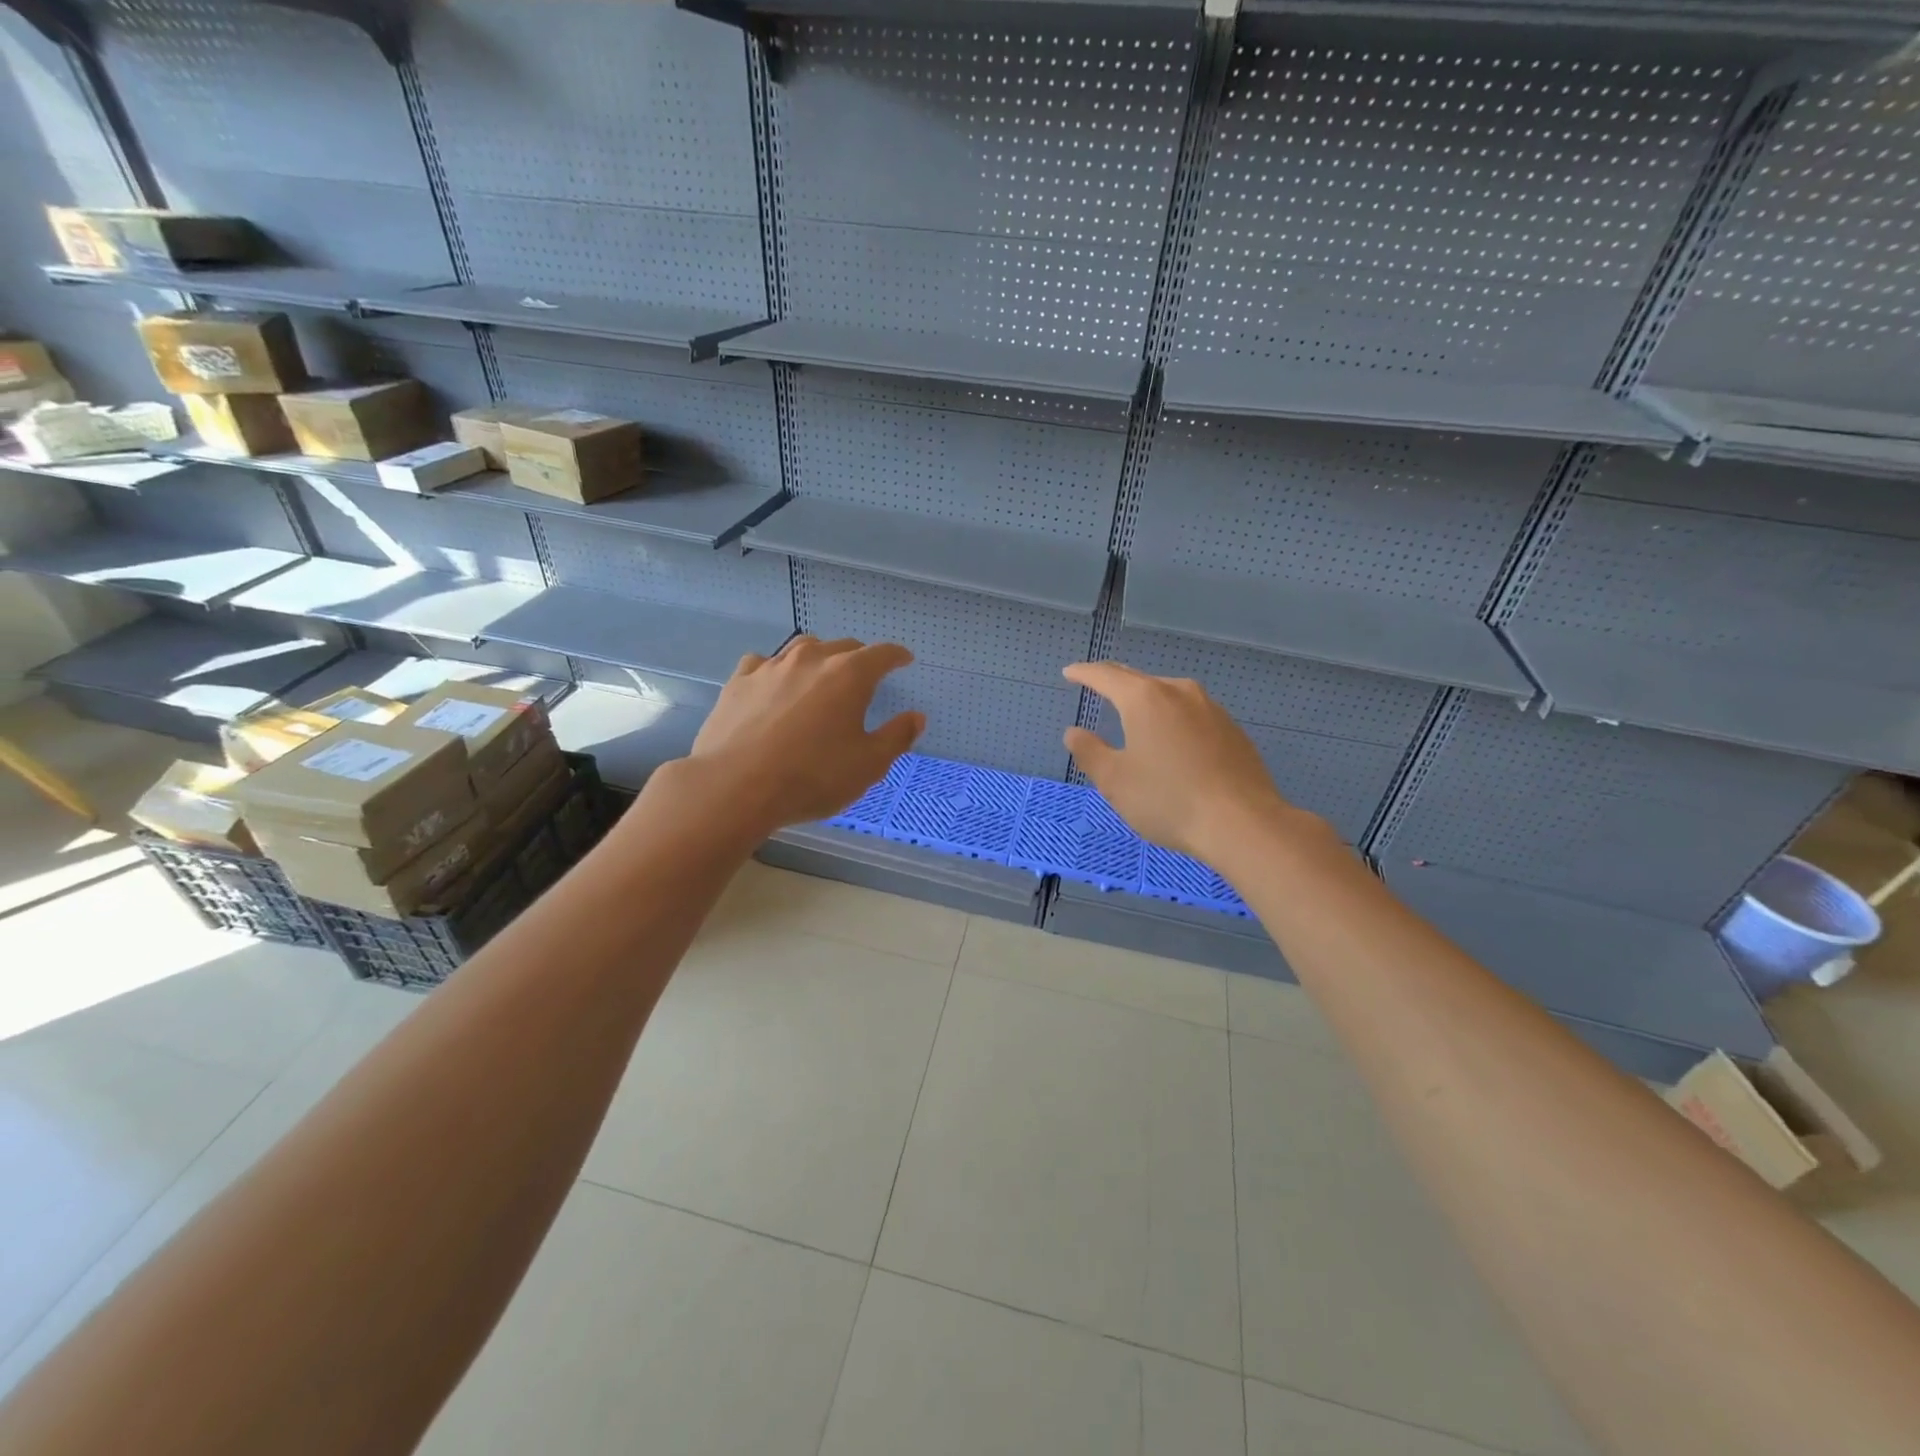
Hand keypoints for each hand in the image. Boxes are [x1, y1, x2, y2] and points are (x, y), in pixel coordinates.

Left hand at [688, 635, 923, 831]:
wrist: (735, 786)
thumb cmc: (813, 776)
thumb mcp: (868, 765)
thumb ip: (896, 737)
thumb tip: (916, 717)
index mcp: (849, 675)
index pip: (882, 654)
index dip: (896, 656)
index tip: (904, 660)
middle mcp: (811, 660)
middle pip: (843, 646)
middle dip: (859, 658)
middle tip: (865, 676)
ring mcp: (771, 667)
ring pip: (802, 648)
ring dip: (819, 658)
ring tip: (821, 676)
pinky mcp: (739, 682)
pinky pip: (764, 664)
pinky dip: (777, 671)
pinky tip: (773, 686)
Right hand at [1062, 661, 1309, 859]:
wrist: (1242, 823)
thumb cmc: (1168, 800)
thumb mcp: (1115, 781)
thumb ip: (1090, 752)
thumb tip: (1074, 732)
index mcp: (1145, 699)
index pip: (1106, 676)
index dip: (1084, 673)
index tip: (1070, 673)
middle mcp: (1179, 692)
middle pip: (1139, 679)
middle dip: (1114, 681)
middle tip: (1096, 684)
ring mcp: (1211, 709)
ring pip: (1169, 695)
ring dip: (1147, 700)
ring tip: (1134, 712)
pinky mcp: (1232, 730)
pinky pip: (1191, 714)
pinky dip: (1172, 719)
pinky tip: (1172, 740)